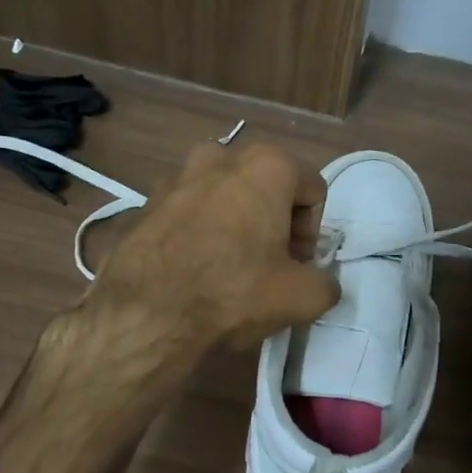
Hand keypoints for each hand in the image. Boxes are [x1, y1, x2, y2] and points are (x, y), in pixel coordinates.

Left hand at [95, 141, 339, 351]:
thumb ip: (326, 283)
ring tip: (231, 266)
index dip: (312, 231)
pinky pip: (190, 211)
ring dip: (237, 222)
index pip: (313, 190)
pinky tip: (196, 270)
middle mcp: (220, 156)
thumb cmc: (233, 292)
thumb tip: (321, 283)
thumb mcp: (303, 297)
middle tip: (270, 265)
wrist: (145, 316)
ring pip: (226, 195)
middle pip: (268, 186)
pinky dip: (201, 231)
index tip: (297, 264)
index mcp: (266, 165)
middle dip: (275, 221)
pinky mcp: (146, 203)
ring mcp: (177, 176)